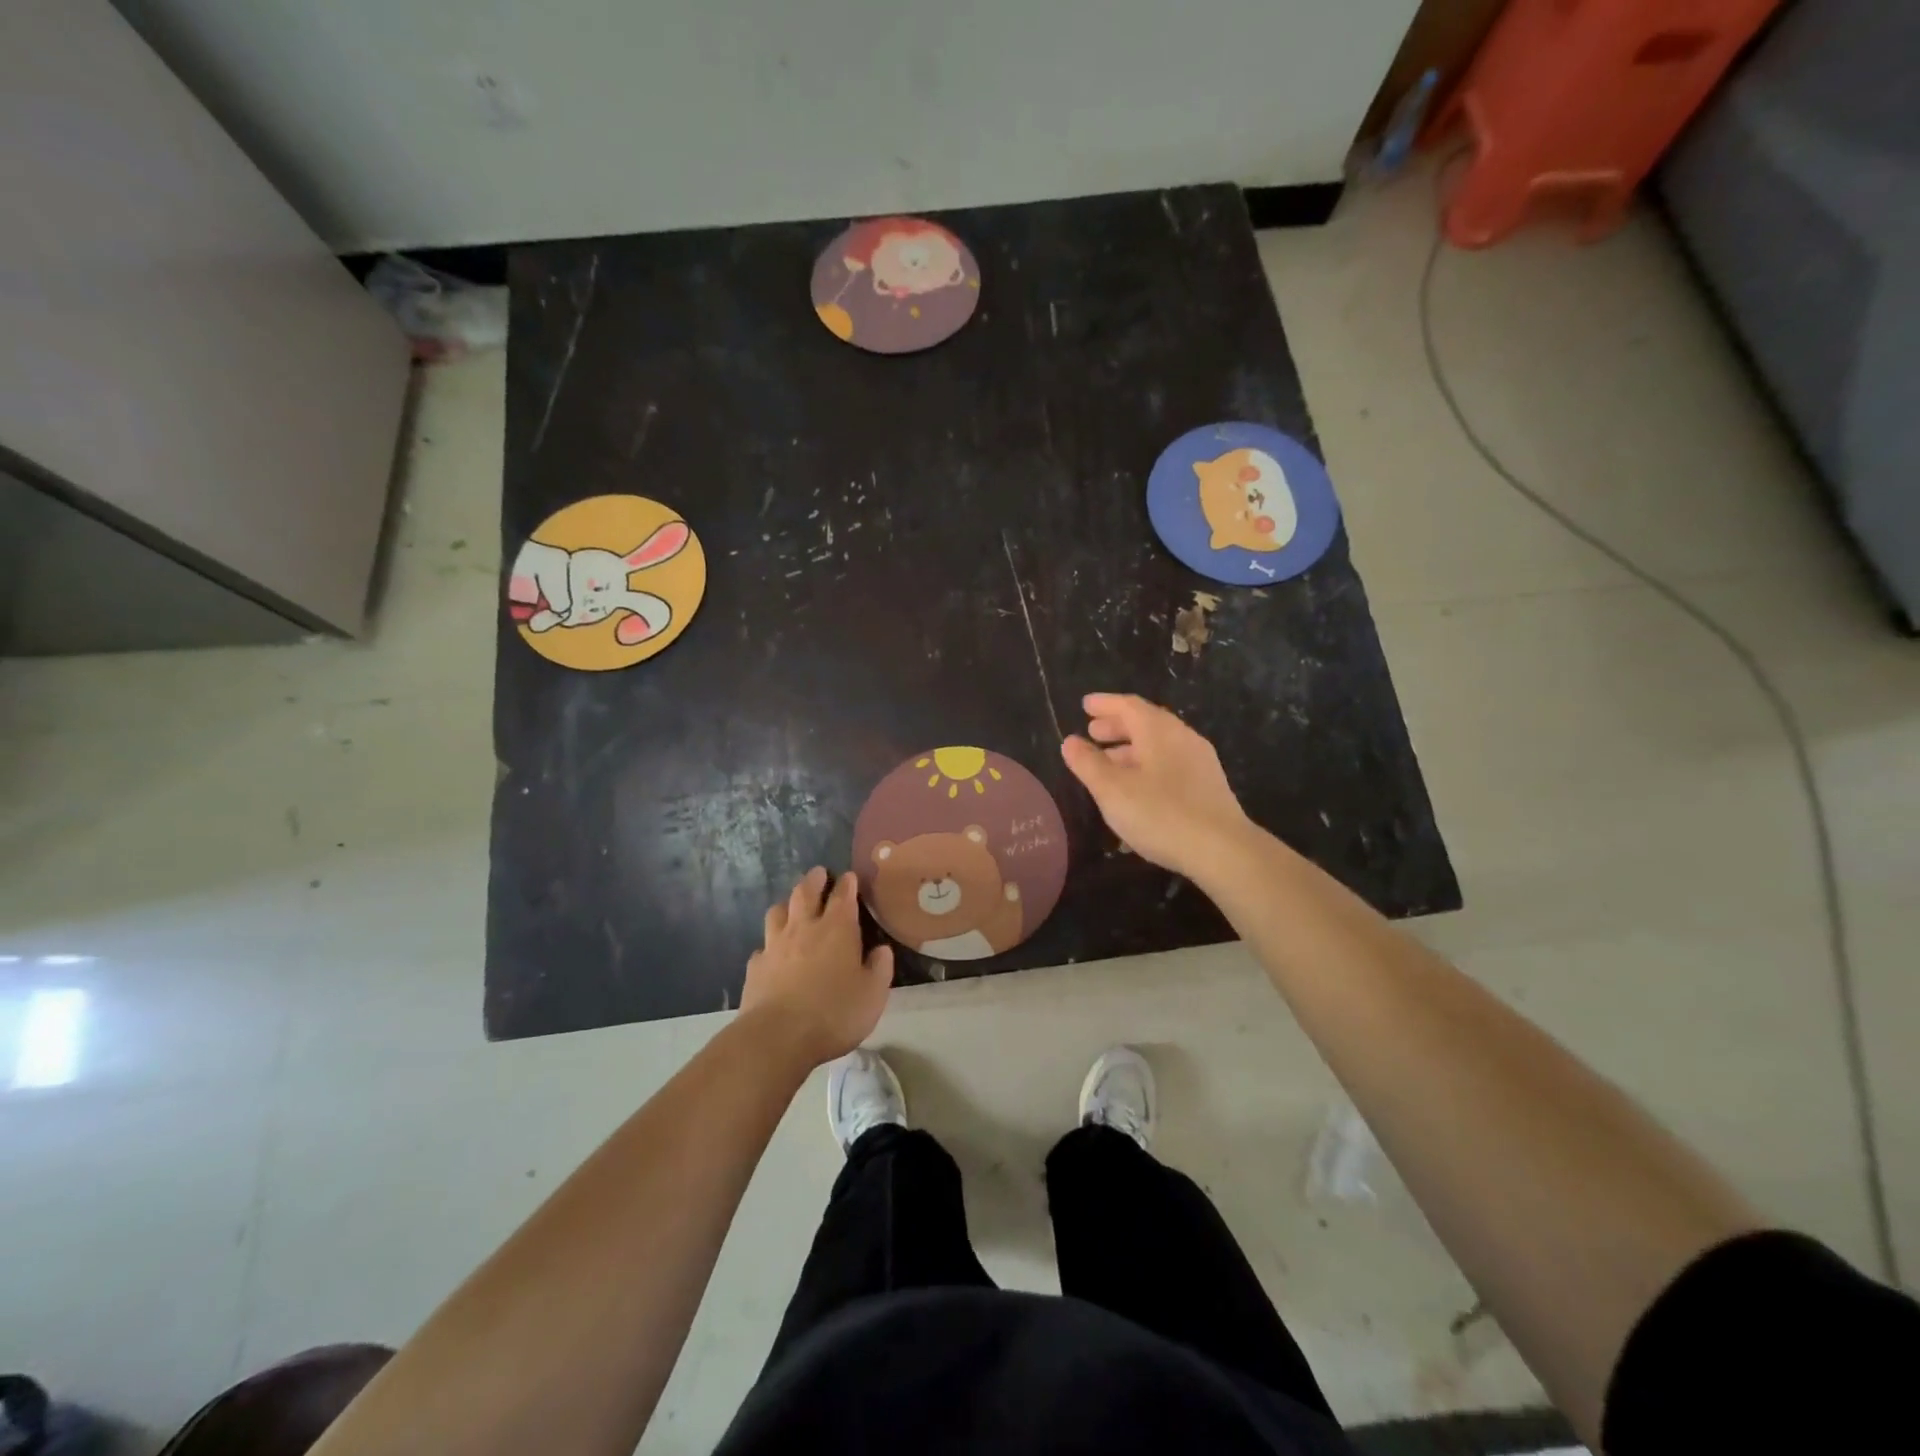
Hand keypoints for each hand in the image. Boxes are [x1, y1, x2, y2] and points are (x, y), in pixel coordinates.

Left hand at [740, 867, 893, 1067]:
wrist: (778, 1037)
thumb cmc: (834, 1013)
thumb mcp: (873, 994)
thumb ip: (880, 968)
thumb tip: (881, 950)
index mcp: (837, 929)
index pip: (843, 895)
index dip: (848, 884)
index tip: (850, 876)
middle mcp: (804, 928)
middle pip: (805, 892)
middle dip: (814, 880)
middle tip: (819, 873)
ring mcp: (775, 945)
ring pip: (778, 912)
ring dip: (787, 905)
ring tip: (792, 905)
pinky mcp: (755, 967)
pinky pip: (763, 947)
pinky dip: (770, 945)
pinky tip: (772, 954)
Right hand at [1061, 693, 1253, 878]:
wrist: (1222, 849)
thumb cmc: (1160, 814)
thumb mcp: (1113, 790)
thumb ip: (1088, 764)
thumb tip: (1070, 741)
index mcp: (1158, 731)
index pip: (1128, 705)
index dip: (1105, 704)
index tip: (1085, 705)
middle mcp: (1181, 737)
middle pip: (1146, 722)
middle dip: (1117, 725)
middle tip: (1092, 732)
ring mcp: (1199, 761)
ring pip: (1159, 744)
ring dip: (1131, 747)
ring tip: (1109, 763)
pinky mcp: (1207, 785)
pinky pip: (1170, 762)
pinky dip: (1147, 764)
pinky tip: (1137, 787)